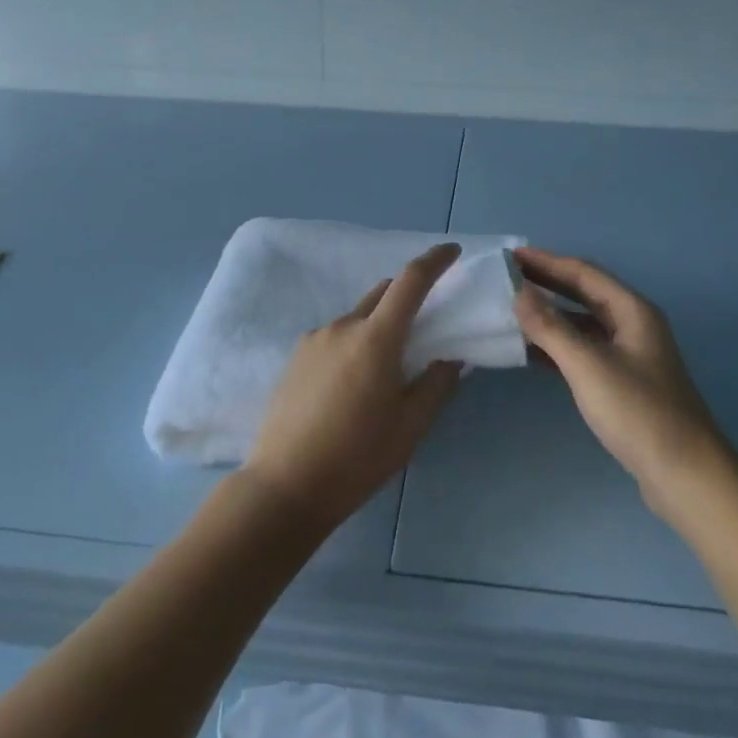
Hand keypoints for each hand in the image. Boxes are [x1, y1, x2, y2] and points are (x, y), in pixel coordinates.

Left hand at [243, 243, 464, 532]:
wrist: (285, 485)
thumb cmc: (357, 457)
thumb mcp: (411, 426)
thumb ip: (437, 384)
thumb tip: (451, 356)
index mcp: (376, 338)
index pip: (411, 281)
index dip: (435, 260)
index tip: (452, 251)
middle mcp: (343, 325)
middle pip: (383, 293)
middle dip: (407, 297)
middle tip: (424, 326)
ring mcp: (315, 338)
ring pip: (358, 316)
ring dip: (378, 325)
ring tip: (383, 369)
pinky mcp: (296, 356)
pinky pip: (335, 335)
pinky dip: (353, 342)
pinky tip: (351, 384)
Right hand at [514, 247, 726, 512]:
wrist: (685, 476)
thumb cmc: (638, 412)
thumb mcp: (588, 365)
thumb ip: (550, 327)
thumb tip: (519, 292)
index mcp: (632, 310)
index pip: (583, 273)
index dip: (546, 262)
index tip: (510, 255)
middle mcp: (633, 325)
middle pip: (584, 294)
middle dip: (547, 283)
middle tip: (507, 278)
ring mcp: (630, 355)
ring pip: (583, 323)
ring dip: (550, 316)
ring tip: (513, 311)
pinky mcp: (624, 383)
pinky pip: (585, 351)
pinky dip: (558, 346)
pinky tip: (532, 352)